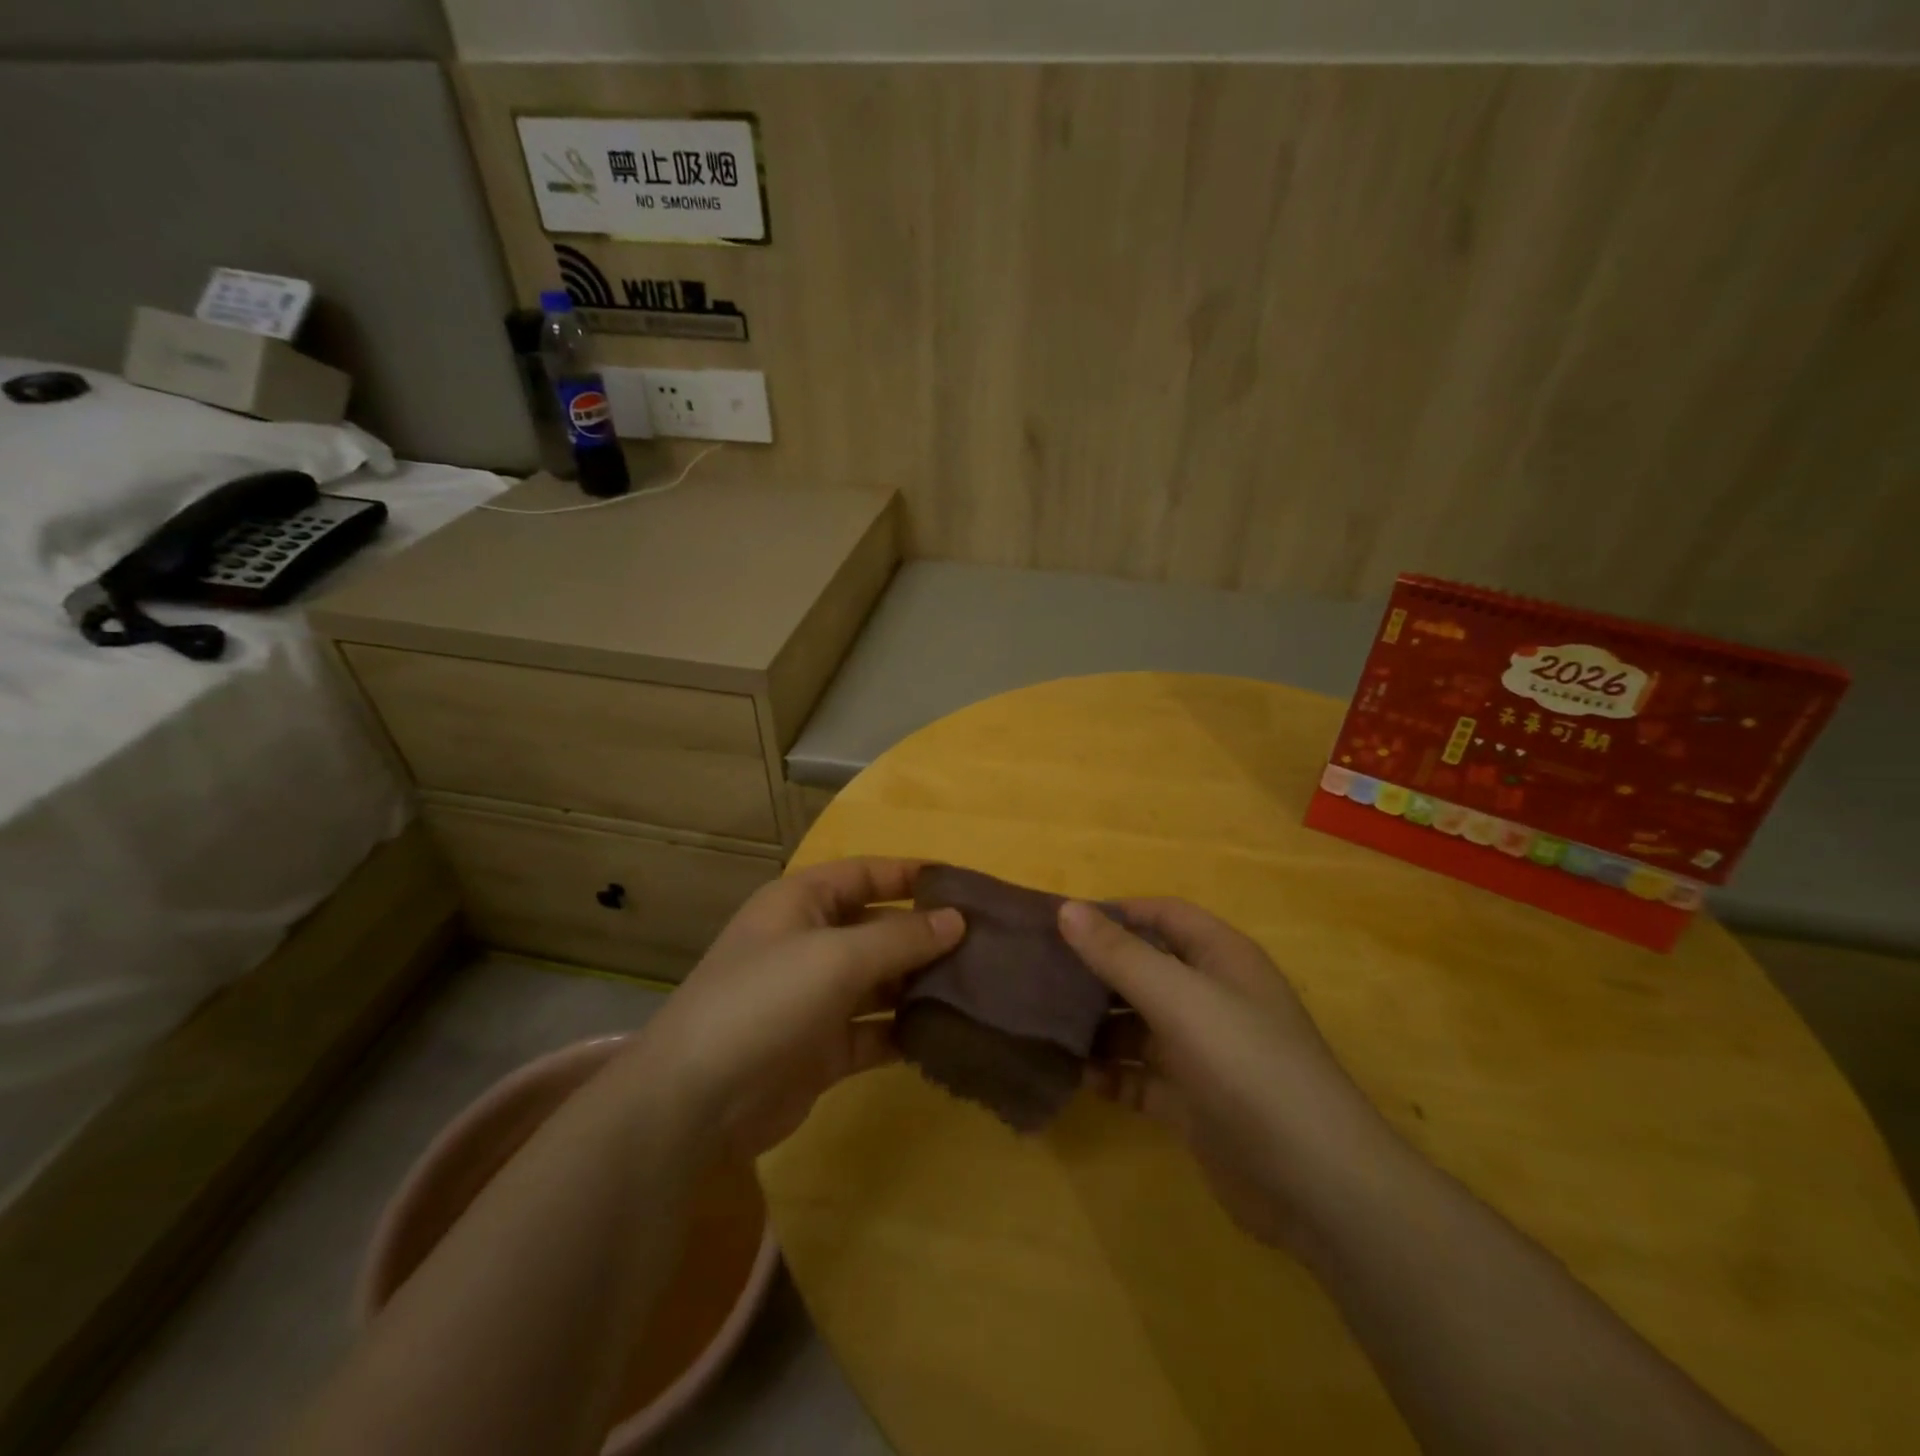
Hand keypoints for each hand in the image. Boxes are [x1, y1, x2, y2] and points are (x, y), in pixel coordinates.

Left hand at [628, 858, 963, 1158]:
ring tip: (981, 989)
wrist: (695, 1102)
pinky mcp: (823, 1049)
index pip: (867, 874)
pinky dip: (906, 1032)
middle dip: (927, 936)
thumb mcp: (836, 957)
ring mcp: (816, 998)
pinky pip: (876, 1031)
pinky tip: (948, 1035)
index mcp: (803, 902)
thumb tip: (957, 920)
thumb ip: (901, 937)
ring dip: (922, 986)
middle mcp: (810, 943)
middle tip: (988, 945)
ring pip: (882, 983)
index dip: (912, 875)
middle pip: (879, 928)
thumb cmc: (765, 1001)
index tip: (966, 884)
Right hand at [1059, 898, 1394, 1250]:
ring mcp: (1202, 1053)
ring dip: (1097, 1025)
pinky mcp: (1193, 1103)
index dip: (1116, 912)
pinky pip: (1140, 1077)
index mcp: (1221, 958)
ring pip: (1137, 1025)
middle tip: (1039, 974)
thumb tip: (1067, 909)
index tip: (1061, 922)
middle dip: (1096, 971)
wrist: (1315, 1183)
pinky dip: (1111, 1074)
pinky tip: (1077, 1075)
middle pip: (1145, 969)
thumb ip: (1120, 954)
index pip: (1163, 915)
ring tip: (1045, 1024)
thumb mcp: (1179, 998)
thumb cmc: (1246, 1064)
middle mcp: (1212, 998)